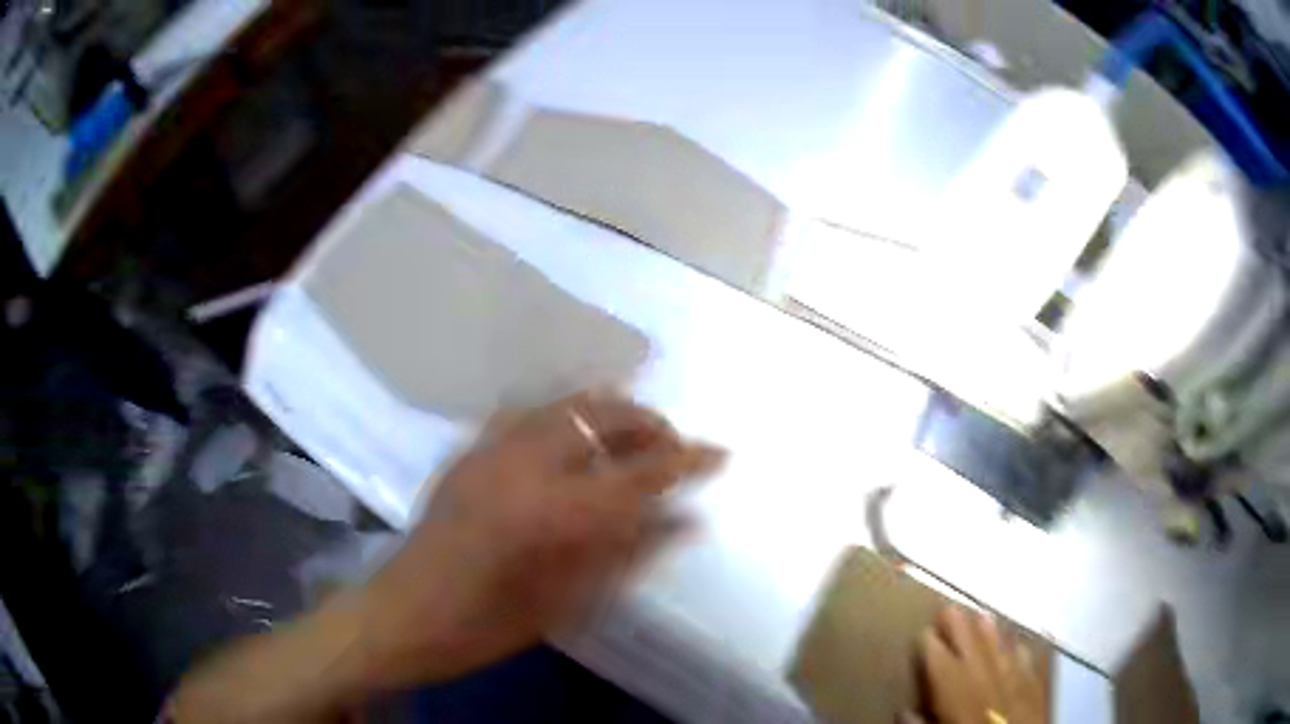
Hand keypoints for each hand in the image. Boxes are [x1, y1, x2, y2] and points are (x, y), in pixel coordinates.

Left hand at [168, 392, 723, 722]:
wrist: (403, 613)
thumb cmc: (487, 623)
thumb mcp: (568, 602)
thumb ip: (630, 554)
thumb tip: (686, 522)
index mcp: (553, 512)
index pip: (640, 473)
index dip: (687, 459)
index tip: (721, 453)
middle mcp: (523, 463)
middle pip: (602, 415)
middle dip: (648, 423)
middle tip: (671, 446)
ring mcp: (490, 448)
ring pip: (565, 403)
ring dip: (608, 411)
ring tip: (630, 436)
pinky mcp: (468, 449)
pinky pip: (528, 412)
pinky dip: (564, 415)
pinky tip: (573, 438)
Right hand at [913, 607, 1047, 723]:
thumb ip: (922, 723)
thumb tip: (905, 710)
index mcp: (958, 694)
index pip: (940, 662)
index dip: (930, 644)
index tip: (923, 630)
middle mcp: (989, 679)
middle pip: (973, 647)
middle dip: (960, 627)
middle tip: (949, 608)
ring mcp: (1018, 680)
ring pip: (1002, 649)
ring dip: (991, 633)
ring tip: (983, 615)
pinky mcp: (1038, 687)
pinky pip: (1032, 662)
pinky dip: (1024, 651)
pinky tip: (1022, 644)